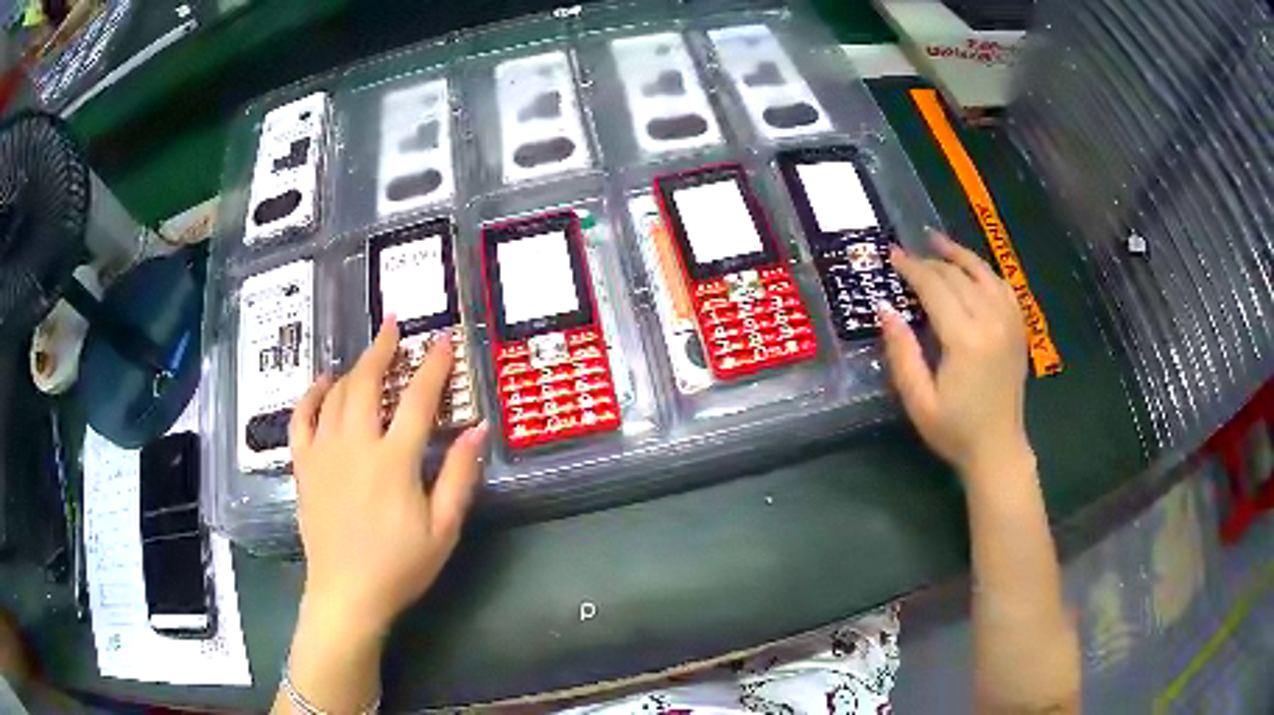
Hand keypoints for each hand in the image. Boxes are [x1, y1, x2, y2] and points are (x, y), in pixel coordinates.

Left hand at [288, 319, 487, 634]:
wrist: (347, 594)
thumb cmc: (401, 565)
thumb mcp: (444, 528)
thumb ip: (459, 475)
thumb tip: (479, 429)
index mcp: (394, 460)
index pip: (418, 398)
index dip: (433, 365)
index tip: (442, 340)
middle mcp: (356, 445)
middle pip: (367, 382)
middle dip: (383, 348)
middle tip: (394, 326)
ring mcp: (324, 452)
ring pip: (336, 394)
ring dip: (354, 367)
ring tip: (368, 353)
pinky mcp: (304, 466)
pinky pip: (301, 417)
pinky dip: (311, 394)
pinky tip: (322, 382)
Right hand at [879, 232, 1030, 481]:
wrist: (998, 449)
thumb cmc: (954, 430)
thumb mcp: (918, 400)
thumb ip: (902, 353)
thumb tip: (885, 307)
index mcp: (965, 339)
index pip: (935, 287)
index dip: (911, 267)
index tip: (891, 254)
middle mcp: (991, 322)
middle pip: (958, 276)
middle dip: (930, 261)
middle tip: (907, 255)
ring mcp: (1010, 323)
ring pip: (983, 274)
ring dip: (960, 255)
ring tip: (938, 242)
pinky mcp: (1019, 330)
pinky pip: (1004, 288)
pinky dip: (987, 272)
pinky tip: (974, 270)